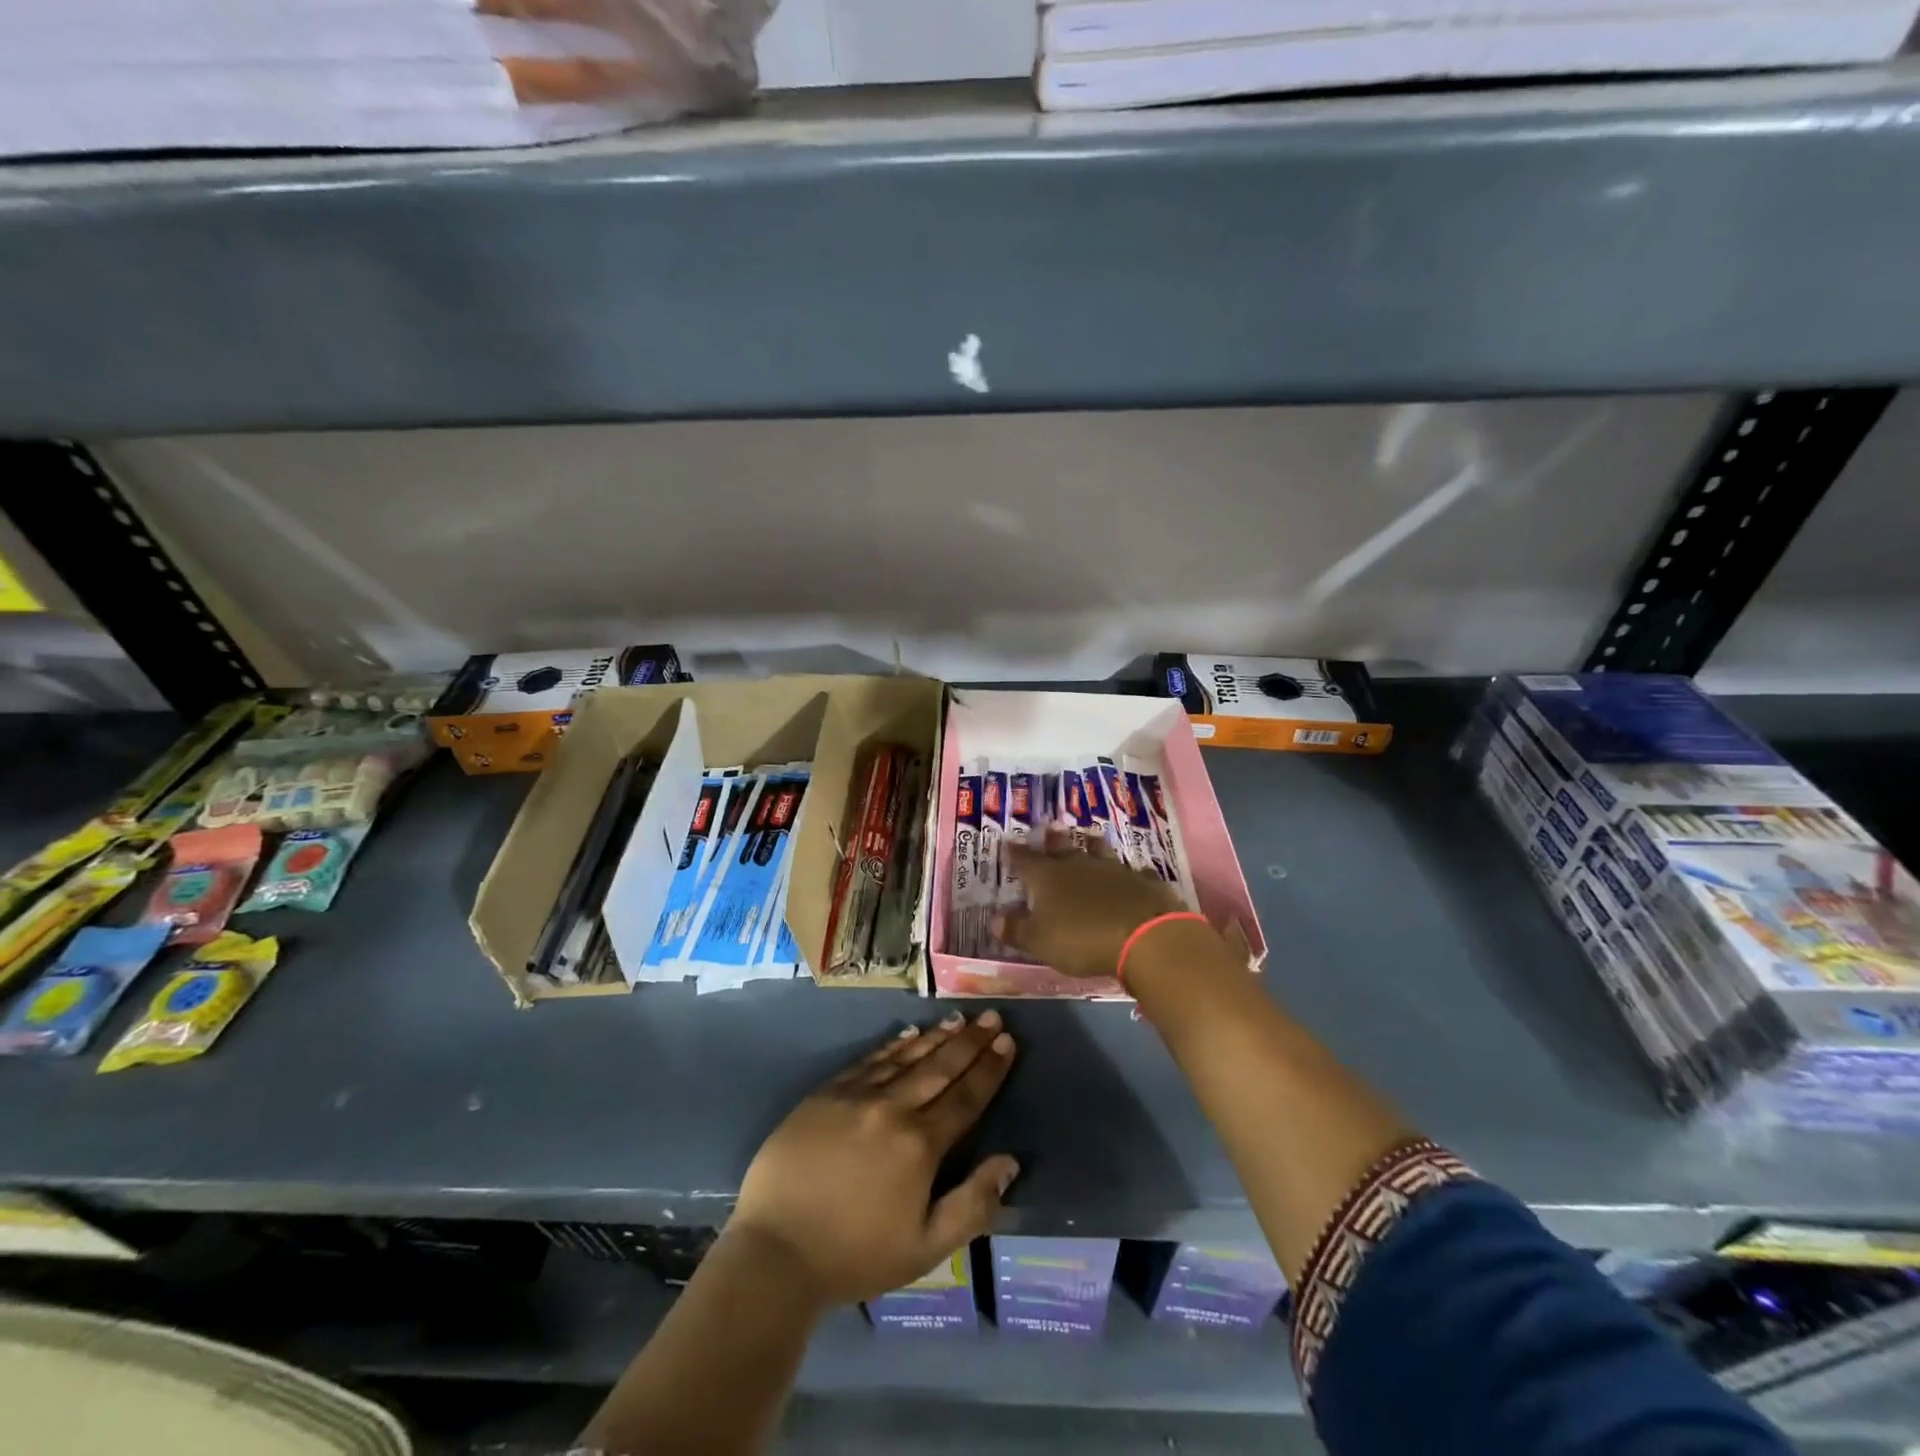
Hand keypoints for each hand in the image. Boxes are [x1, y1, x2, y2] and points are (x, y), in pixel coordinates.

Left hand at [727, 1011, 1018, 1305]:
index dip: (989, 1068)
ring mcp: (856, 1096)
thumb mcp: (924, 1248)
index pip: (966, 1097)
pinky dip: (894, 1045)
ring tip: (959, 1018)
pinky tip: (909, 1033)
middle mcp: (892, 1109)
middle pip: (940, 1068)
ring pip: (906, 1057)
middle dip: (970, 1041)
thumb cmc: (855, 1257)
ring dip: (937, 1037)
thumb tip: (1009, 1161)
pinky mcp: (826, 1093)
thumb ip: (972, 1204)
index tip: (1007, 1041)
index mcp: (920, 1145)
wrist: (775, 1253)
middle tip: (992, 1016)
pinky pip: (869, 1060)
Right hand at [996, 830, 1187, 979]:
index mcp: (1048, 878)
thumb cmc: (1081, 940)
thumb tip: (995, 920)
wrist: (1143, 936)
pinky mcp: (1143, 882)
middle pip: (1063, 849)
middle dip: (1054, 841)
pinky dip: (1132, 873)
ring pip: (1100, 852)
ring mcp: (1114, 870)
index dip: (1015, 853)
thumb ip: (1017, 930)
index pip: (1025, 861)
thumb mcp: (1040, 941)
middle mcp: (1079, 866)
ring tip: (1090, 835)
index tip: (1008, 841)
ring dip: (1094, 845)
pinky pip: (1136, 873)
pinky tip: (1137, 872)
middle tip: (1051, 828)